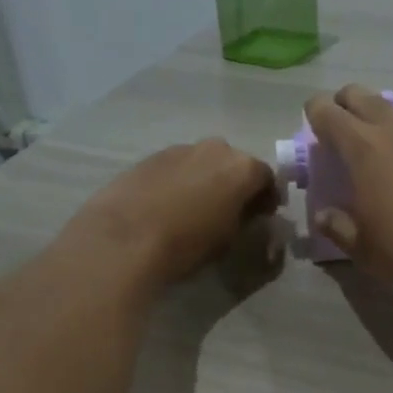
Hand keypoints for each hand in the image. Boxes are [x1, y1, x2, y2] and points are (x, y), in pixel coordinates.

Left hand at [67, 139, 278, 287]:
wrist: (125, 237)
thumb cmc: (188, 243)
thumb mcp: (229, 241)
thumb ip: (245, 223)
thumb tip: (247, 217)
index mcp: (242, 167)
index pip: (267, 177)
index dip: (267, 198)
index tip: (263, 216)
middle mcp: (215, 149)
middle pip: (235, 164)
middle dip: (236, 184)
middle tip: (231, 211)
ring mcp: (180, 149)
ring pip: (204, 162)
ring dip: (207, 180)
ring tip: (196, 208)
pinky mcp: (150, 157)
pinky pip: (177, 167)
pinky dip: (180, 181)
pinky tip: (169, 205)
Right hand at [304, 85, 392, 284]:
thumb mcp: (359, 245)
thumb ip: (337, 226)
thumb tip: (324, 217)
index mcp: (361, 147)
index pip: (327, 112)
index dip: (315, 113)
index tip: (312, 126)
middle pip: (362, 96)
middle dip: (346, 103)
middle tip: (341, 125)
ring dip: (383, 121)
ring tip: (382, 147)